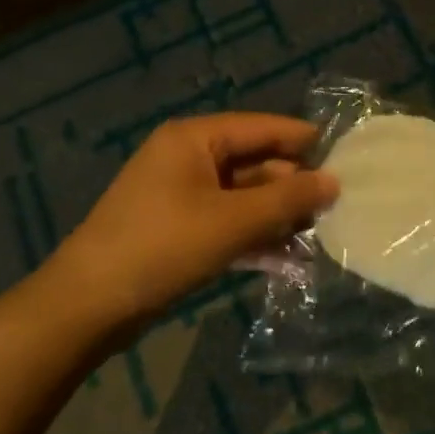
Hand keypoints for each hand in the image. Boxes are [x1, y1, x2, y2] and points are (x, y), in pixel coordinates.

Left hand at [48, 113, 338, 326]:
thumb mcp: (233, 221)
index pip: (261, 128)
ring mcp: (180, 196)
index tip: (346, 156)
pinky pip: (226, 224)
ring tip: (321, 237)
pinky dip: (253, 238)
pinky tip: (288, 261)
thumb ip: (287, 199)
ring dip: (276, 217)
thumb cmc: (163, 246)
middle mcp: (187, 159)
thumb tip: (333, 181)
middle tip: (338, 208)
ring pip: (242, 198)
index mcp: (194, 139)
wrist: (88, 305)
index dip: (303, 141)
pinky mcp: (178, 230)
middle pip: (253, 164)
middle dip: (292, 188)